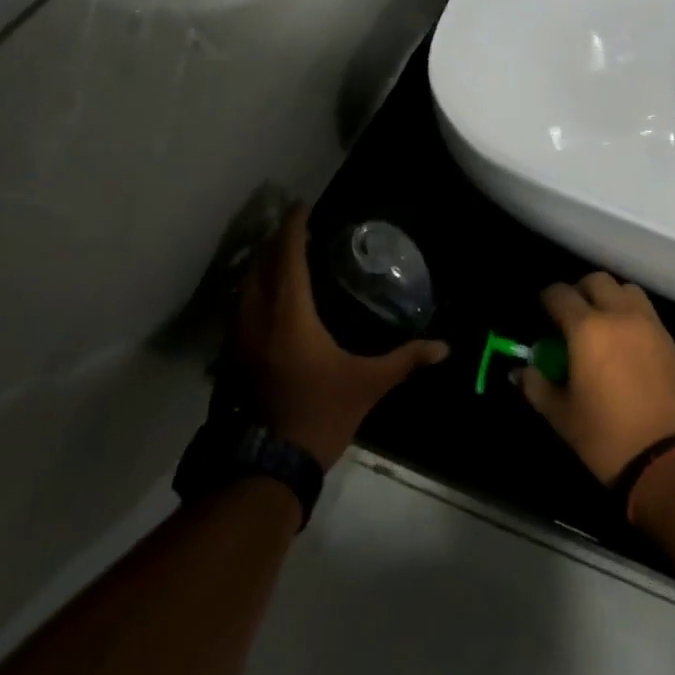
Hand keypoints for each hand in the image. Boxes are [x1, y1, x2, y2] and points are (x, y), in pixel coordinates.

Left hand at [231, 207, 448, 469]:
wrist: (264, 468)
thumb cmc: (318, 415)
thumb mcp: (368, 385)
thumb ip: (405, 360)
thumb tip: (445, 348)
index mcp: (289, 314)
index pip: (287, 256)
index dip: (292, 227)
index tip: (300, 206)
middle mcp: (257, 318)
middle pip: (259, 265)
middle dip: (275, 242)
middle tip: (294, 229)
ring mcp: (237, 340)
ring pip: (244, 288)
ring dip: (261, 267)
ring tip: (281, 259)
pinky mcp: (229, 360)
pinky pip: (239, 310)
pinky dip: (252, 293)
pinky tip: (267, 303)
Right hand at [517, 272, 674, 484]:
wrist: (672, 459)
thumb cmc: (608, 438)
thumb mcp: (562, 416)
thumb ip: (537, 386)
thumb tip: (520, 371)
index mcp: (587, 329)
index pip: (560, 294)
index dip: (547, 299)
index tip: (542, 313)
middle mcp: (619, 315)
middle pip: (596, 281)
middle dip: (579, 291)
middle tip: (570, 316)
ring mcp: (649, 324)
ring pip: (625, 289)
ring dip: (609, 297)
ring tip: (601, 324)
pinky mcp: (670, 339)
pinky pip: (645, 310)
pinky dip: (630, 313)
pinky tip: (625, 342)